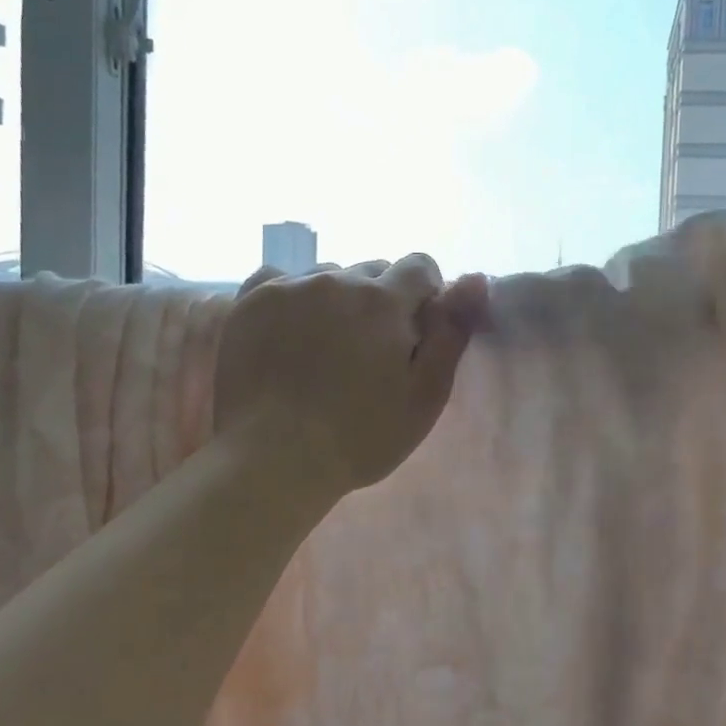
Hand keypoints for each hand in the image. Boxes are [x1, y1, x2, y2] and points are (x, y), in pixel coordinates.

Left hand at [213, 255, 489, 499]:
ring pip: (327, 276)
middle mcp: (336, 280)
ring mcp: (287, 288)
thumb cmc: (362, 436)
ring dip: (336, 299)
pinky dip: (292, 297)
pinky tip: (289, 330)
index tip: (416, 333)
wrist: (274, 459)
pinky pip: (280, 279)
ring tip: (324, 346)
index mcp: (384, 300)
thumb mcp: (425, 394)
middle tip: (369, 350)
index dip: (425, 295)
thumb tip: (477, 278)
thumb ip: (452, 331)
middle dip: (381, 300)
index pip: (419, 265)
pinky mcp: (249, 302)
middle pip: (372, 271)